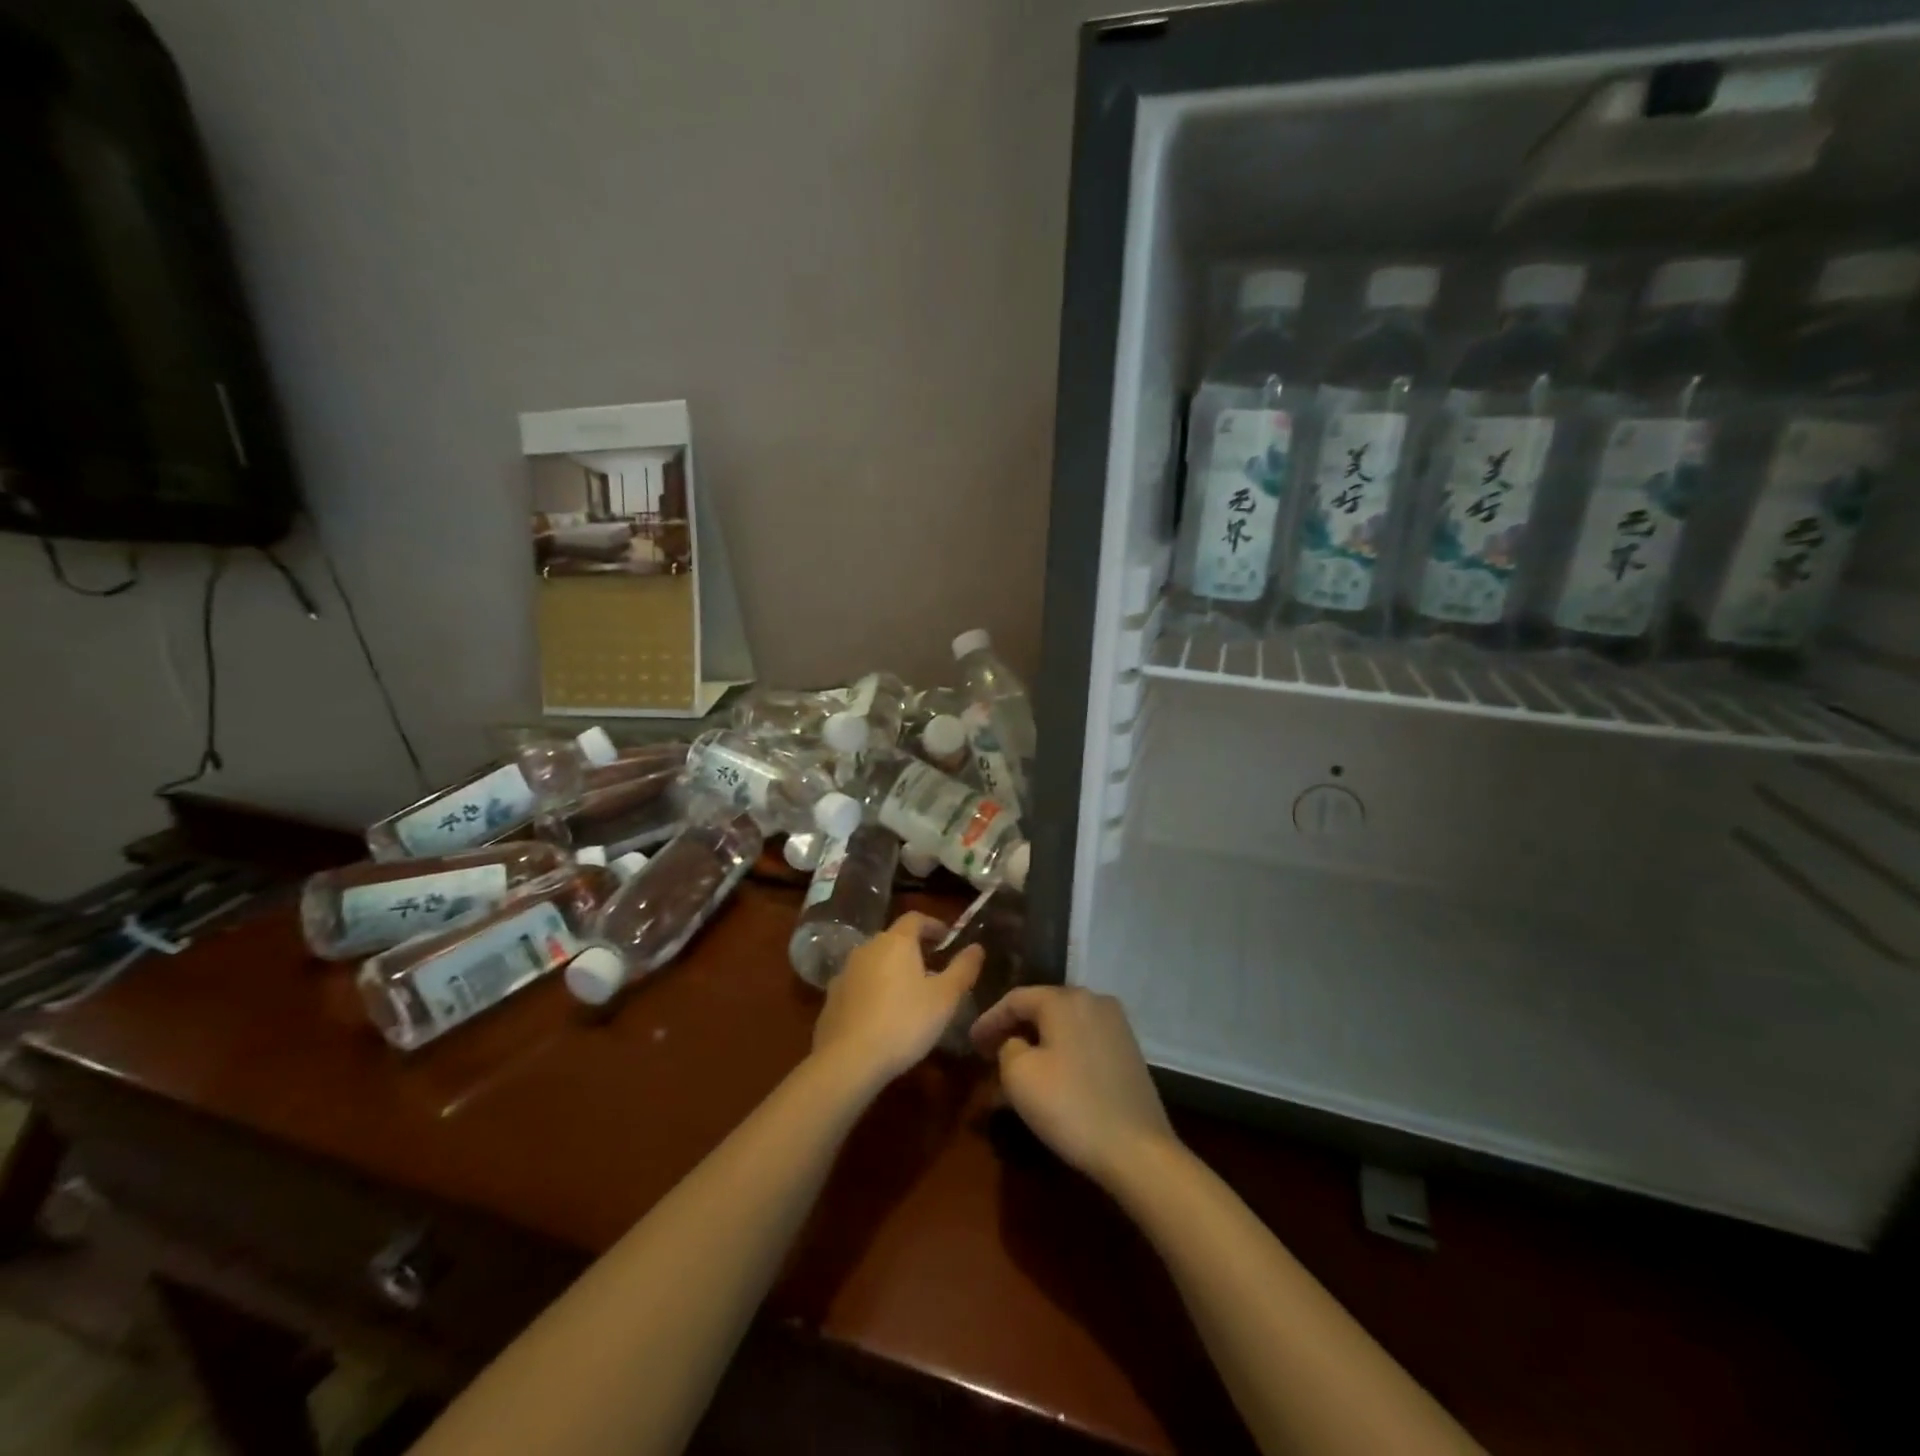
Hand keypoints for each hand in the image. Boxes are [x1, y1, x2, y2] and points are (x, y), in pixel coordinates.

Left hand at [812, 912, 981, 1088]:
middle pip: (893, 939)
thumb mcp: (945, 998)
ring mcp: (845, 972)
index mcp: (895, 941)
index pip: (916, 918)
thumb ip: (963, 969)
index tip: (947, 940)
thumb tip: (977, 947)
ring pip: (874, 962)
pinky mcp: (832, 998)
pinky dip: (872, 990)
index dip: (934, 925)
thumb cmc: (905, 1022)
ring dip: (891, 970)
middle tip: (932, 969)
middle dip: (914, 949)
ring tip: (908, 994)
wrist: (848, 1060)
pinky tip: (881, 1015)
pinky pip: (858, 984)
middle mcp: (867, 948)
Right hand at [971, 986, 1175, 1189]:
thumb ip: (1007, 1046)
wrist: (1137, 1149)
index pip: (1015, 999)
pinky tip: (1052, 1073)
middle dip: (1014, 1027)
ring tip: (1018, 1064)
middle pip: (1042, 1006)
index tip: (971, 1042)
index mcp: (1065, 998)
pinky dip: (1062, 1050)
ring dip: (1038, 1040)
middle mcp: (1093, 999)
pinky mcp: (1128, 1049)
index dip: (989, 1019)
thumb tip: (1016, 1042)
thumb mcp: (1019, 1075)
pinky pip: (1083, 1039)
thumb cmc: (1070, 1106)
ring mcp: (1116, 1023)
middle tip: (990, 1052)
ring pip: (1064, 1024)